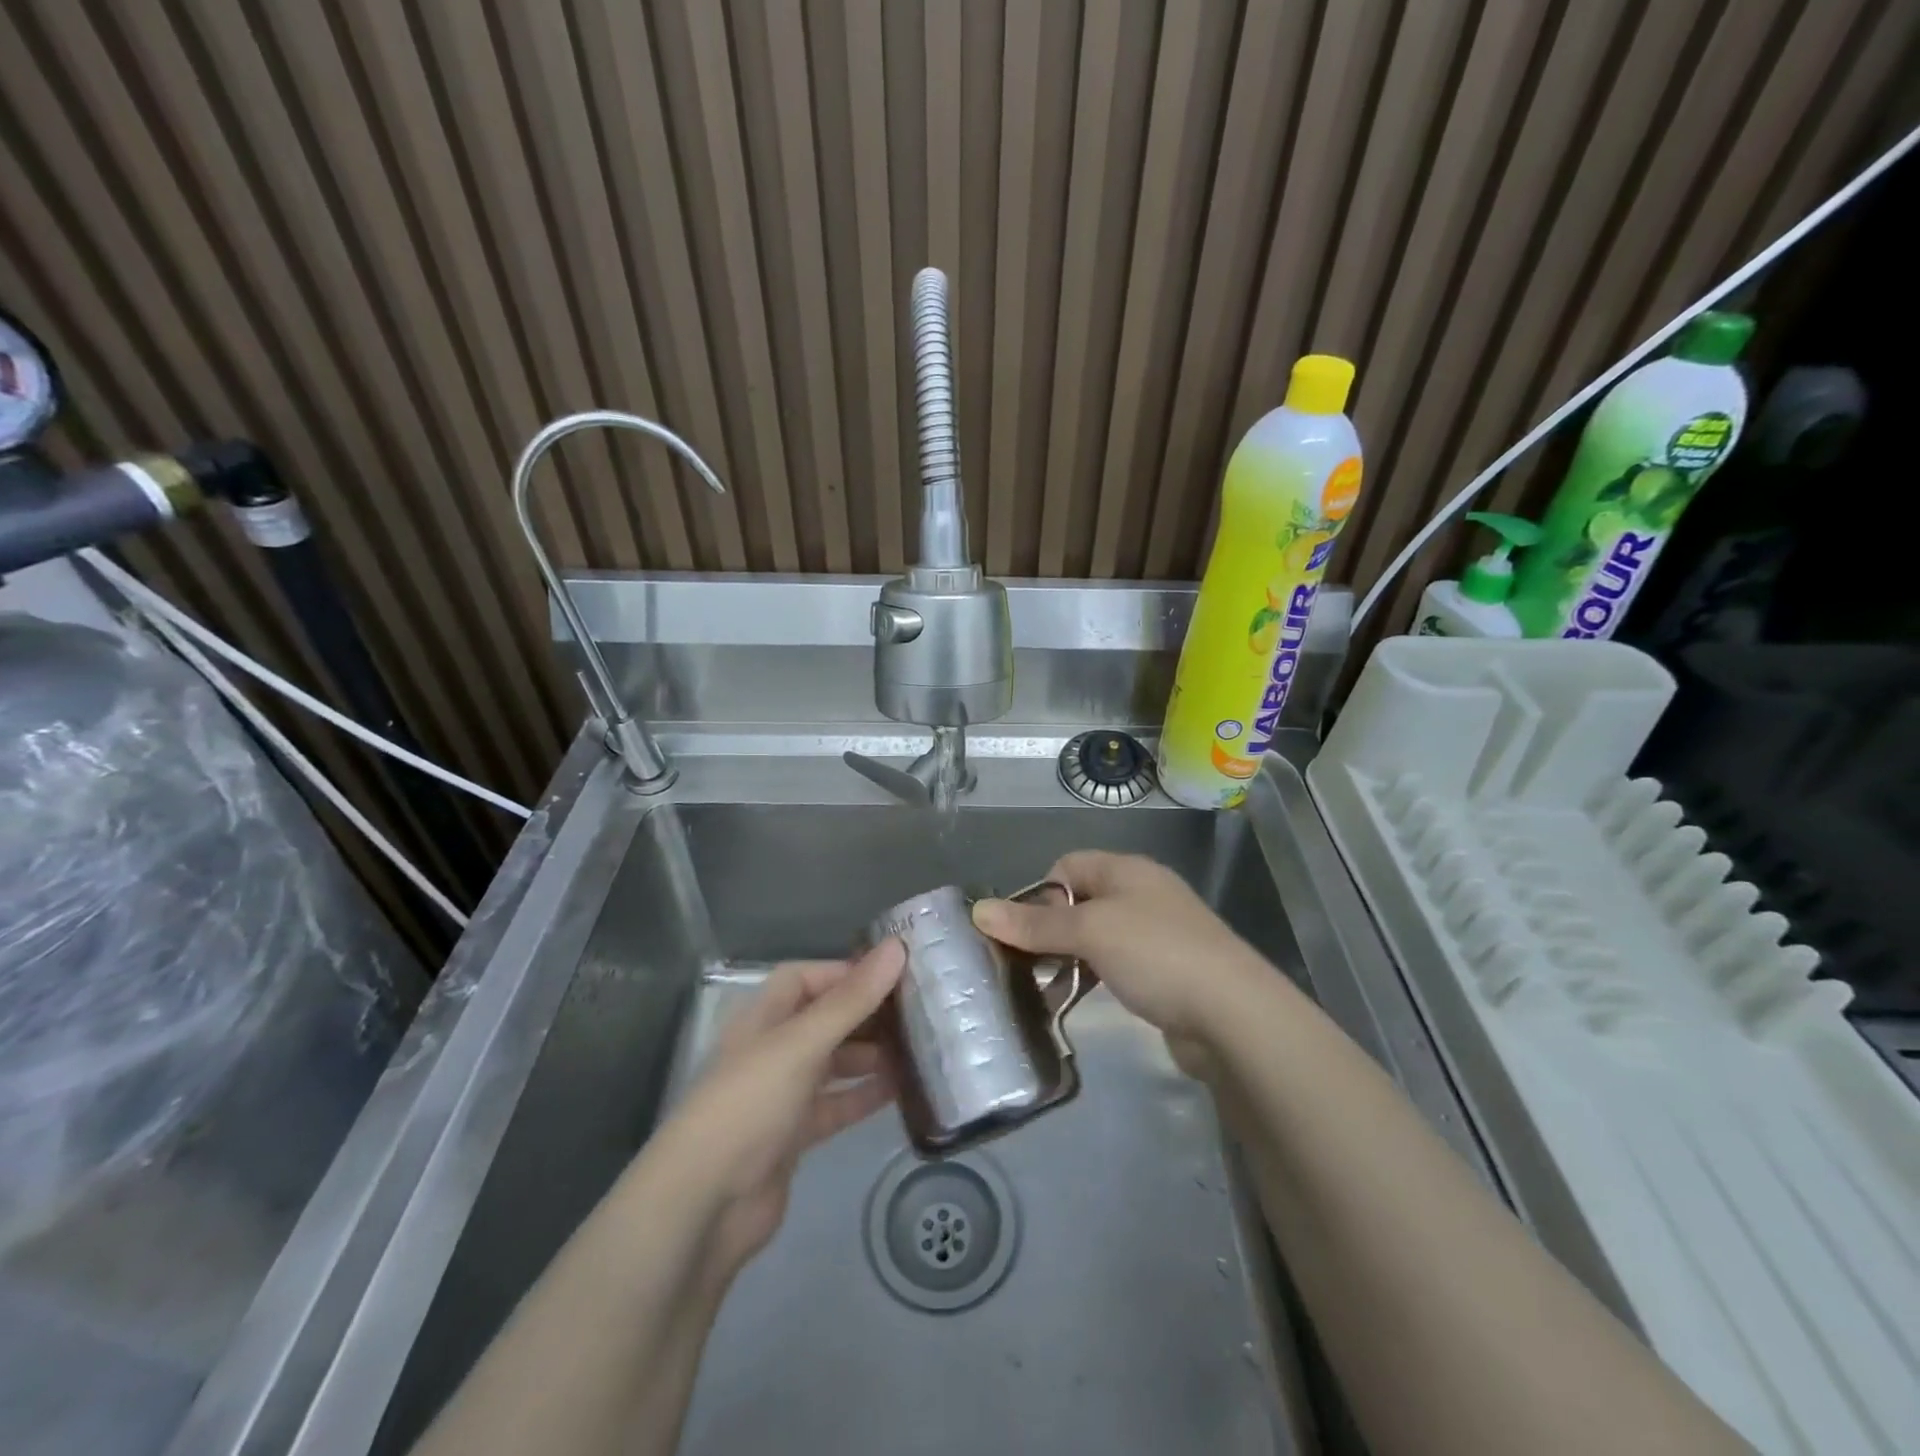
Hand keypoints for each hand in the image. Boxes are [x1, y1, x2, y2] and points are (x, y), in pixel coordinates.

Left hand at [651, 939, 903, 1282]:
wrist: (705, 1204)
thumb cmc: (750, 1103)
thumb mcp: (802, 1043)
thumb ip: (852, 999)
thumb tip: (897, 947)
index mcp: (765, 1017)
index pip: (806, 978)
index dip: (846, 972)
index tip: (895, 974)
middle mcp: (773, 1049)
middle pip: (825, 1019)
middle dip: (867, 1014)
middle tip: (920, 1011)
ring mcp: (784, 1093)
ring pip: (835, 1062)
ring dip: (872, 1055)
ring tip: (920, 1048)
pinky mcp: (795, 1134)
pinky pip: (838, 1104)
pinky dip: (865, 1095)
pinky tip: (903, 1090)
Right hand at [973, 852, 1267, 1070]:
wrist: (1234, 1014)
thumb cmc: (1156, 954)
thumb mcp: (1090, 932)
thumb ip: (1035, 923)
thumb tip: (978, 910)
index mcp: (1126, 871)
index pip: (1067, 866)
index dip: (1040, 893)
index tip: (1023, 931)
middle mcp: (1142, 894)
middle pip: (1080, 902)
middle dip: (1049, 929)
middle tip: (1025, 964)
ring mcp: (1157, 934)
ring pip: (1097, 937)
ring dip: (1069, 958)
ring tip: (1045, 989)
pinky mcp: (1166, 971)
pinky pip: (1117, 965)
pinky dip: (1094, 978)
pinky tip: (1079, 1002)